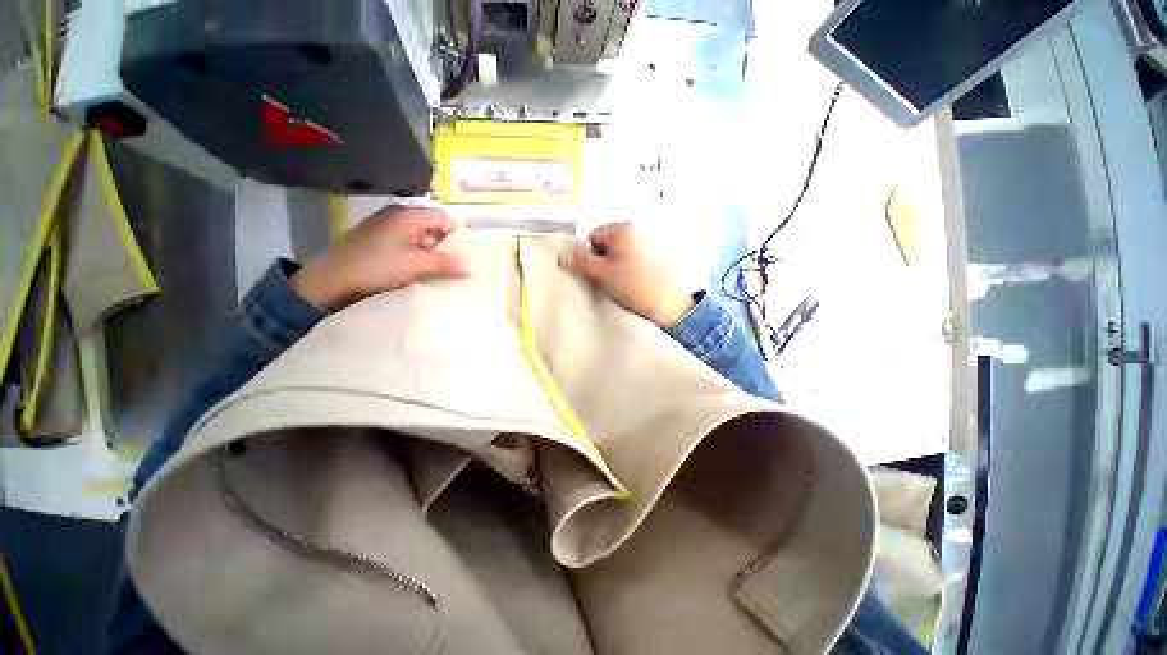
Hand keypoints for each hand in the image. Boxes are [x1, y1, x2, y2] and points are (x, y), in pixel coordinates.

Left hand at [292, 206, 468, 306]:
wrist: (331, 279)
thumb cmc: (377, 266)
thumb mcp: (416, 265)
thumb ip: (446, 264)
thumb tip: (471, 268)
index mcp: (408, 215)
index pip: (443, 218)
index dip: (455, 235)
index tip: (461, 256)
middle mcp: (398, 216)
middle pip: (433, 228)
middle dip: (443, 247)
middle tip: (450, 267)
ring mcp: (386, 228)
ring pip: (420, 239)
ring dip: (429, 255)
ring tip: (435, 272)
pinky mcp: (379, 241)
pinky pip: (407, 245)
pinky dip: (415, 257)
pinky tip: (416, 272)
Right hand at [559, 222, 694, 327]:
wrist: (667, 304)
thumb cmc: (633, 285)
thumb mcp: (603, 273)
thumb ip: (582, 262)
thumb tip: (562, 257)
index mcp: (624, 228)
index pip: (594, 235)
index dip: (590, 254)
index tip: (596, 272)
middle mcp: (638, 229)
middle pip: (607, 242)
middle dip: (603, 259)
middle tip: (607, 278)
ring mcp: (649, 241)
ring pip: (620, 251)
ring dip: (614, 264)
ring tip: (621, 282)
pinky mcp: (656, 255)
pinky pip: (632, 256)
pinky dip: (627, 266)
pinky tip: (632, 281)